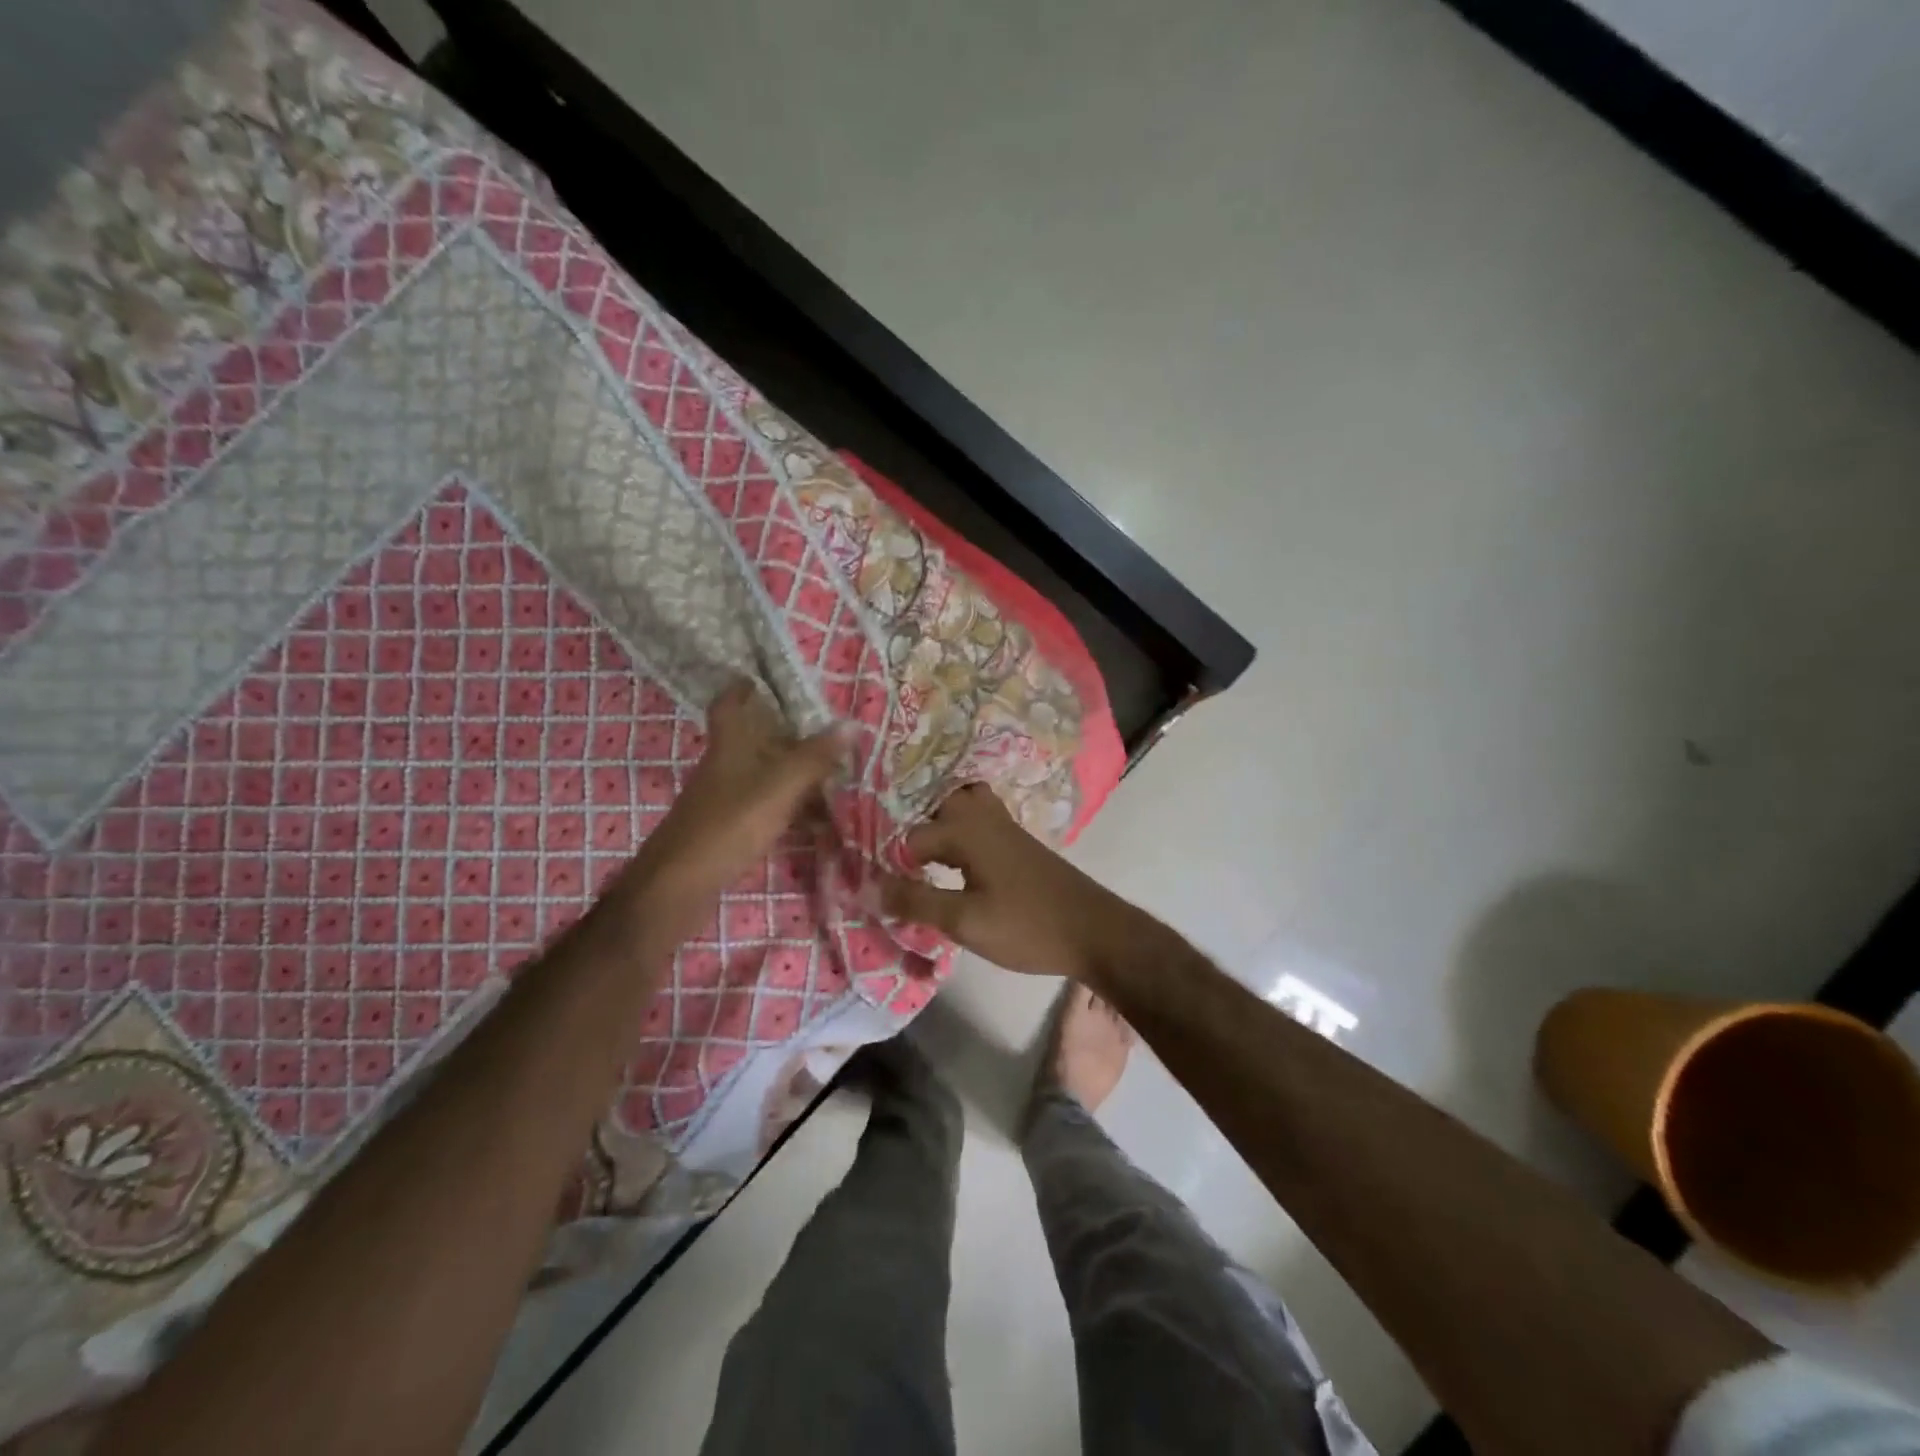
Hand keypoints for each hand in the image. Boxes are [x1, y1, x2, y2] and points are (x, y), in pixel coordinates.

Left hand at [624, 680, 844, 916]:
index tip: (761, 678)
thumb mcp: (778, 788)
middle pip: (750, 742)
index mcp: (728, 748)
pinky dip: (788, 809)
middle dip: (782, 733)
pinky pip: (764, 809)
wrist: (678, 887)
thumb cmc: (727, 826)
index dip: (741, 689)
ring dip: (790, 773)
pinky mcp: (726, 832)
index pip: (728, 706)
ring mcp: (722, 802)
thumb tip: (851, 723)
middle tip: (821, 729)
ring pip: (760, 777)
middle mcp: (722, 770)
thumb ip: (814, 758)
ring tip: (831, 773)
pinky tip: (814, 821)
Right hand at [879, 783, 1152, 980]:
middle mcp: (982, 817)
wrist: (1094, 930)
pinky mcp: (1017, 842)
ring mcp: (1004, 826)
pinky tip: (952, 860)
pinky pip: (978, 819)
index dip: (888, 860)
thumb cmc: (1027, 926)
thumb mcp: (964, 921)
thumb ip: (916, 901)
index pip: (909, 837)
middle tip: (891, 857)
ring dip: (938, 821)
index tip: (873, 883)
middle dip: (911, 823)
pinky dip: (959, 829)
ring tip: (917, 853)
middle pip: (937, 802)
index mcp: (965, 830)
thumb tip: (870, 887)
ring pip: (961, 804)